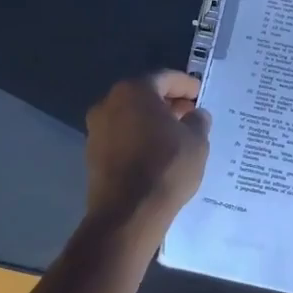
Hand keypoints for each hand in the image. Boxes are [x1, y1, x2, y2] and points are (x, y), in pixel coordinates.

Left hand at [83, 71, 211, 229]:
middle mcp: (108, 103)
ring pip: (131, 118)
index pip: (165, 78)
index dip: (186, 85)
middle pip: (144, 96)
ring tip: (177, 137)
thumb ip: (198, 121)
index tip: (201, 94)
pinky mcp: (92, 155)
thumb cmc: (167, 166)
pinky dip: (139, 140)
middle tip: (190, 115)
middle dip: (168, 104)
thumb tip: (195, 115)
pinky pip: (122, 138)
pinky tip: (158, 155)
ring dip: (152, 123)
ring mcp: (96, 130)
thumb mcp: (197, 141)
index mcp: (133, 91)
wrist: (128, 213)